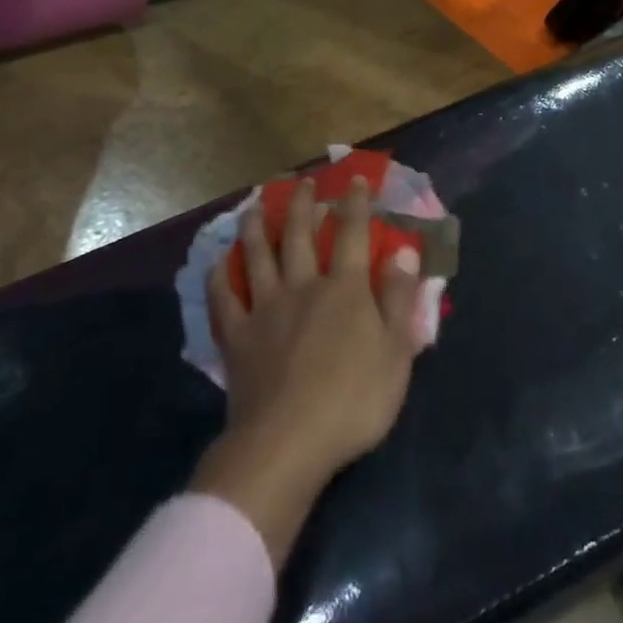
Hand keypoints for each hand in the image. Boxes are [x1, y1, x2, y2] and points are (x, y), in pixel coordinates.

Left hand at [190, 176, 422, 563]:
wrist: (288, 443)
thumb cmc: (352, 401)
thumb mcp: (396, 352)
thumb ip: (399, 299)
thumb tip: (403, 251)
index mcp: (345, 290)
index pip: (353, 234)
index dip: (356, 204)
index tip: (356, 180)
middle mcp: (303, 286)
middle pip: (301, 235)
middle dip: (304, 204)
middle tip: (302, 182)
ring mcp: (265, 309)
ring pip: (259, 256)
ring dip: (258, 227)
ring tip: (255, 205)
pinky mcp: (237, 336)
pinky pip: (223, 298)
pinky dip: (220, 276)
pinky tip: (219, 262)